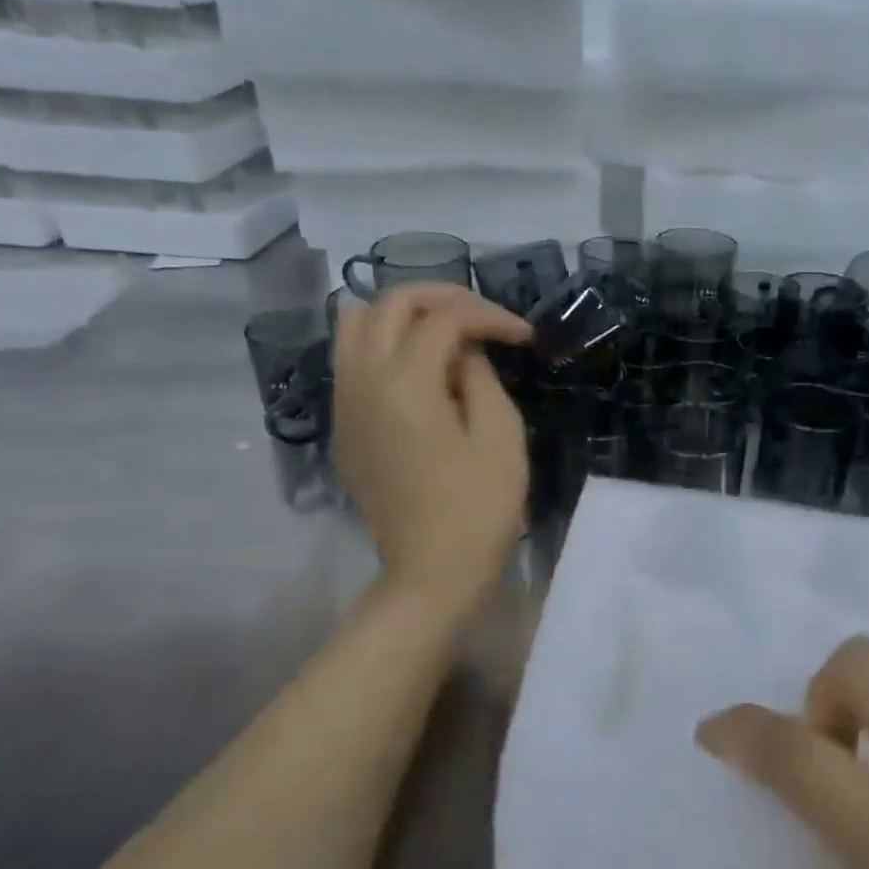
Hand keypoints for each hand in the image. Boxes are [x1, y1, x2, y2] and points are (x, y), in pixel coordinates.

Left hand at [333, 284, 531, 627]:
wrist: (432, 572)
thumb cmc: (479, 507)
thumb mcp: (499, 434)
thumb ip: (480, 376)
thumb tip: (464, 350)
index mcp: (405, 383)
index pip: (444, 319)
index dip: (490, 316)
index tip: (524, 335)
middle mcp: (361, 381)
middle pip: (389, 303)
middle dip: (442, 297)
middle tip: (484, 317)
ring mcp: (344, 405)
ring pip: (355, 325)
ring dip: (403, 314)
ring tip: (446, 332)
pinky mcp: (344, 428)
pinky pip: (351, 361)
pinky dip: (384, 345)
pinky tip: (422, 370)